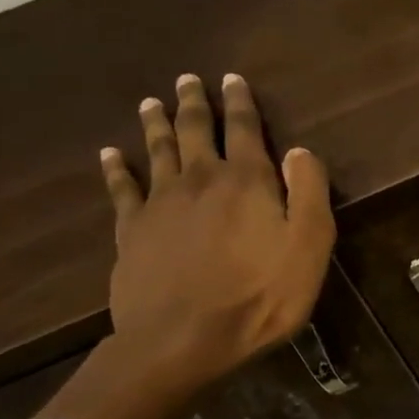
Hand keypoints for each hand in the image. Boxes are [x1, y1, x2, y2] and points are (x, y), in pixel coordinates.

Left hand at [99, 73, 334, 388]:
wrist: (185, 338)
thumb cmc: (260, 296)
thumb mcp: (309, 247)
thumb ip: (308, 193)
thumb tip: (300, 151)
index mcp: (247, 182)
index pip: (245, 130)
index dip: (241, 103)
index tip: (233, 79)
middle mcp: (200, 180)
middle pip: (196, 132)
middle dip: (195, 104)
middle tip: (187, 80)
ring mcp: (160, 204)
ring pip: (157, 151)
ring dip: (156, 124)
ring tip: (152, 103)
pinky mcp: (131, 232)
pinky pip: (121, 189)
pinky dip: (115, 168)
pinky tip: (109, 154)